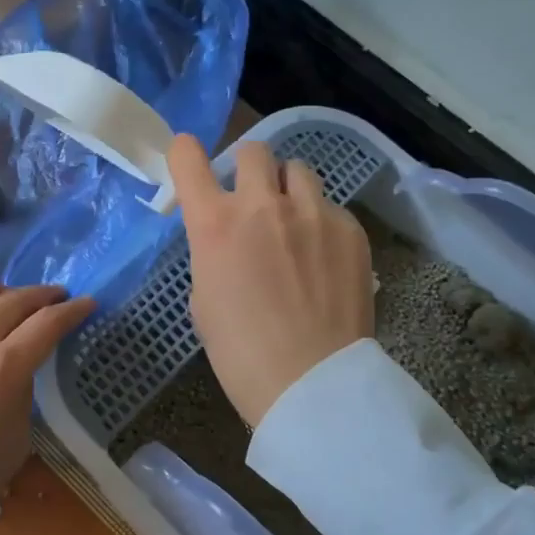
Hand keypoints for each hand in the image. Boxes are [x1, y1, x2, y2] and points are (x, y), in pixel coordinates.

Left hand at [0, 276, 95, 489]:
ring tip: (2, 300)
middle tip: (54, 299)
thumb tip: (17, 367)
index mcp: (5, 368)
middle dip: (41, 295)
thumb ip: (21, 390)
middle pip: (13, 300)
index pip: (48, 323)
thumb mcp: (18, 434)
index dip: (73, 310)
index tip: (86, 303)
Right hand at [168, 134, 373, 428]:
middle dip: (248, 169)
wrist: (310, 383)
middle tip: (253, 200)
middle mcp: (262, 205)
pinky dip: (321, 223)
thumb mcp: (204, 297)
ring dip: (288, 189)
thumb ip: (212, 252)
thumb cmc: (240, 352)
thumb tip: (228, 239)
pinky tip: (324, 259)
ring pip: (297, 170)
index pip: (187, 158)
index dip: (184, 153)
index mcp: (215, 224)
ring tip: (294, 223)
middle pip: (253, 151)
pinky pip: (330, 207)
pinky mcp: (350, 230)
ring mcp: (312, 213)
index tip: (189, 160)